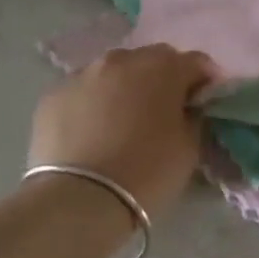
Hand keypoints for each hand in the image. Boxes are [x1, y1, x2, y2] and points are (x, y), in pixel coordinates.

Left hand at [30, 45, 216, 217]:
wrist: (81, 198)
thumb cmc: (147, 172)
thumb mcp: (189, 147)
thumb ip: (192, 116)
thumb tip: (187, 106)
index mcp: (162, 68)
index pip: (195, 62)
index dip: (205, 80)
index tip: (205, 101)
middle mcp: (121, 59)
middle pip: (152, 59)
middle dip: (163, 78)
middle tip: (165, 109)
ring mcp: (82, 74)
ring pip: (113, 72)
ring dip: (125, 87)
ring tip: (125, 119)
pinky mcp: (53, 95)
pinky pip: (84, 91)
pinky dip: (94, 103)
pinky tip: (94, 131)